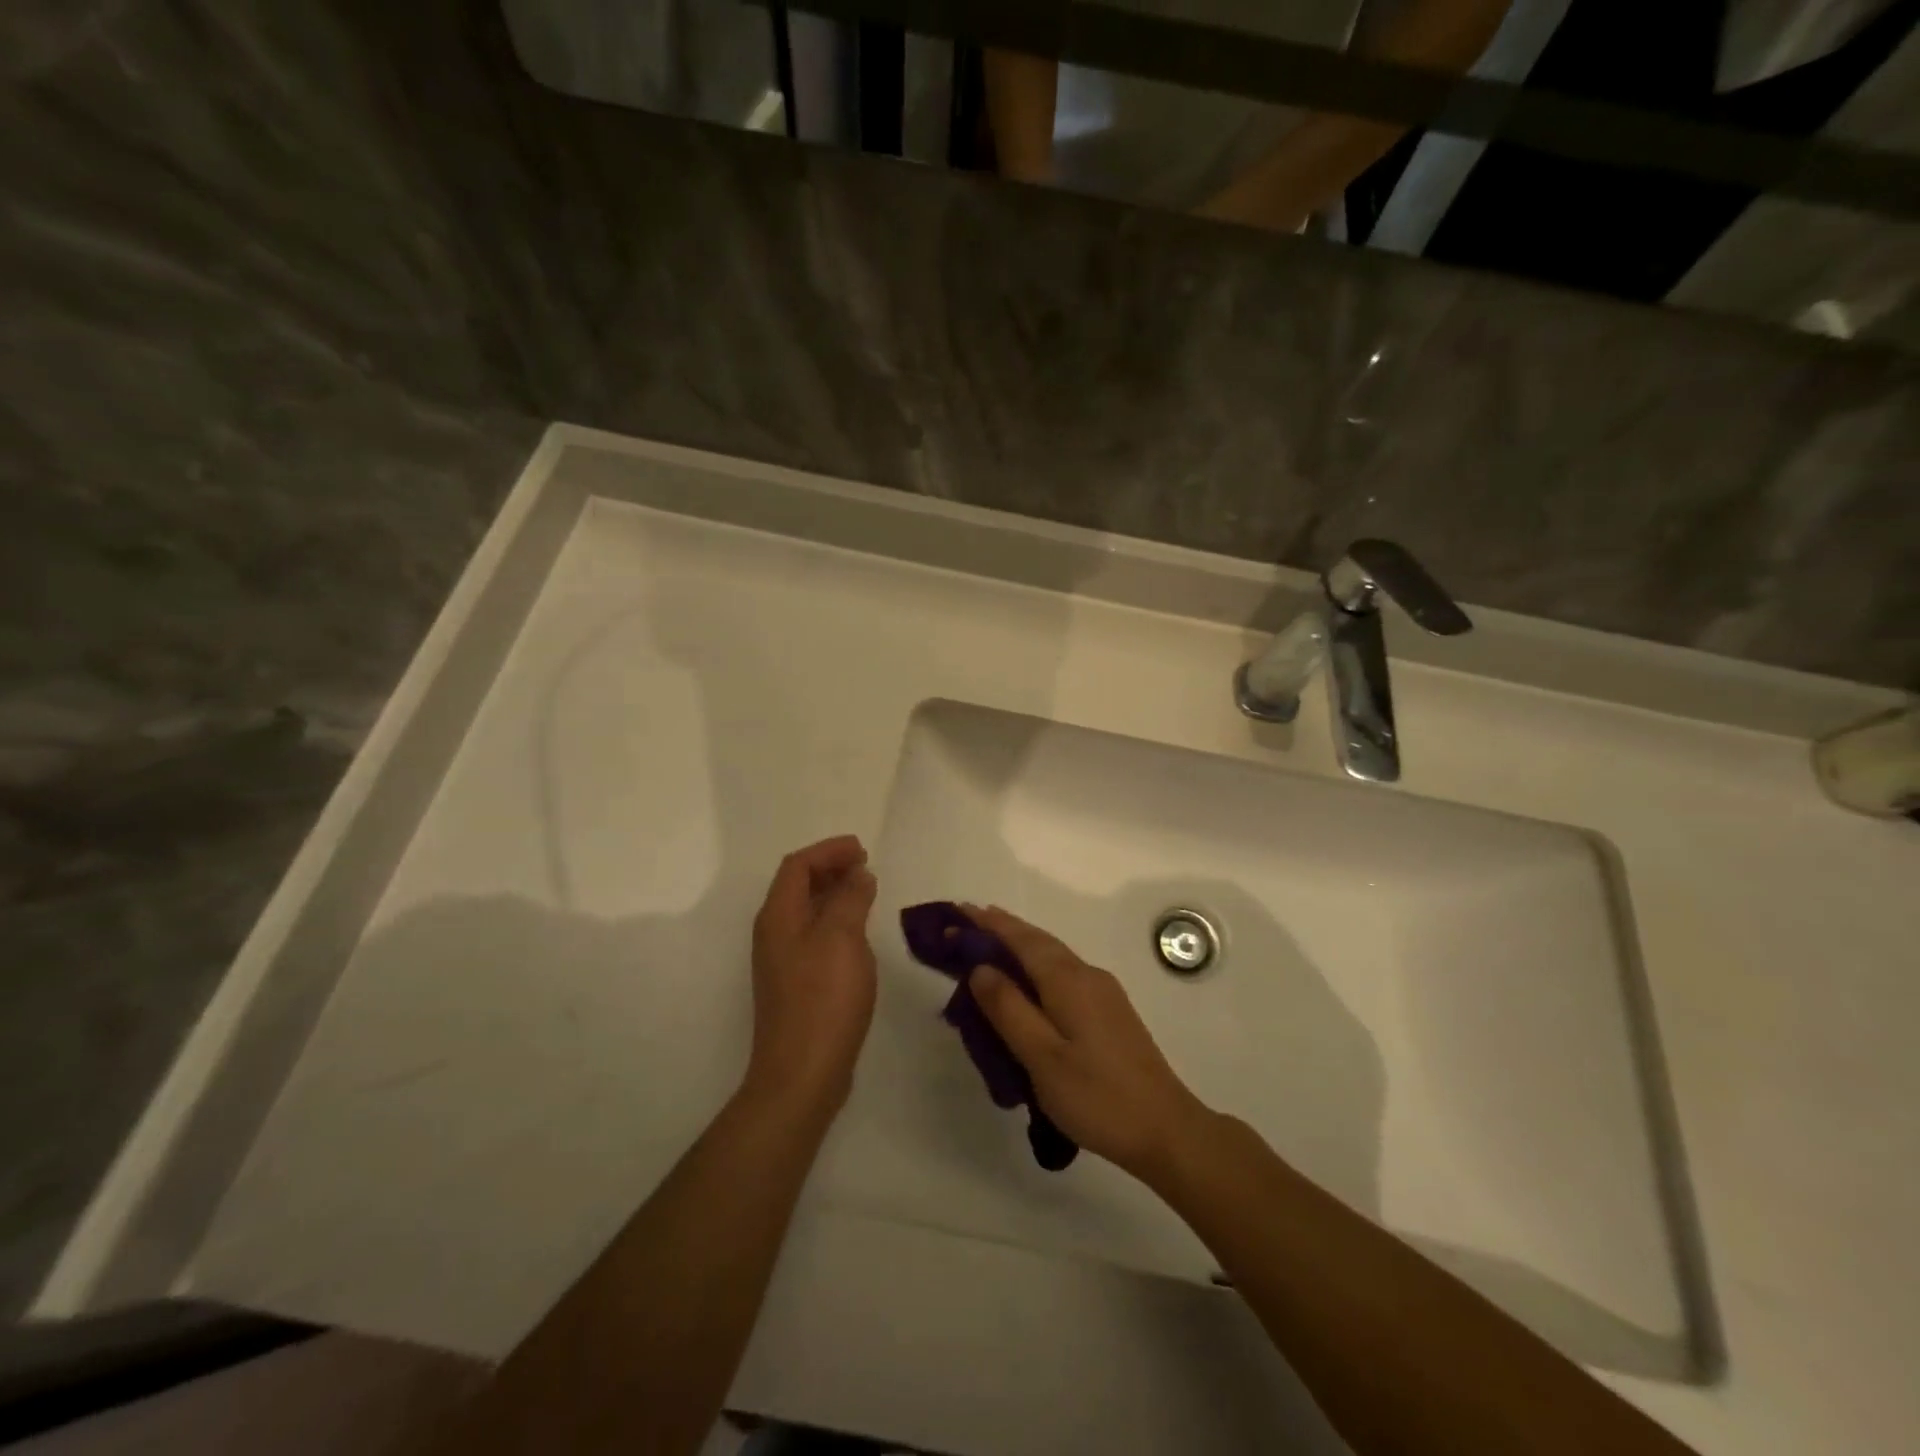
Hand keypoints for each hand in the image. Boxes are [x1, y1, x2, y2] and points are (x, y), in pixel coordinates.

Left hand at [746, 835, 878, 1110]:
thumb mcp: (843, 938)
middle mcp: (774, 933)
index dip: (829, 851)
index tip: (863, 849)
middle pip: (797, 885)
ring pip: (807, 911)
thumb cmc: (823, 997)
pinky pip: (814, 935)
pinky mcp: (796, 984)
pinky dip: (835, 921)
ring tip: (866, 892)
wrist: (802, 1073)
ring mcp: (783, 961)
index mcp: (778, 916)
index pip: (798, 865)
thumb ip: (850, 898)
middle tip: (866, 866)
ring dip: (834, 894)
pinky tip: (858, 934)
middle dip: (830, 868)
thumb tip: (857, 874)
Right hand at [963, 905, 1211, 1183]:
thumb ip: (1008, 1009)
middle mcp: (1087, 974)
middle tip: (966, 923)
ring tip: (989, 947)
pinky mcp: (1109, 1011)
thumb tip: (980, 968)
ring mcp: (1103, 992)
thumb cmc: (1097, 1096)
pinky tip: (1027, 984)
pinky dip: (1036, 966)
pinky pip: (1063, 973)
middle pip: (1038, 941)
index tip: (959, 910)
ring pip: (1053, 956)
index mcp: (1068, 980)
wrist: (1166, 1129)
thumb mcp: (1042, 1057)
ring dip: (1020, 946)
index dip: (988, 924)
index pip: (1021, 939)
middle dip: (1002, 929)